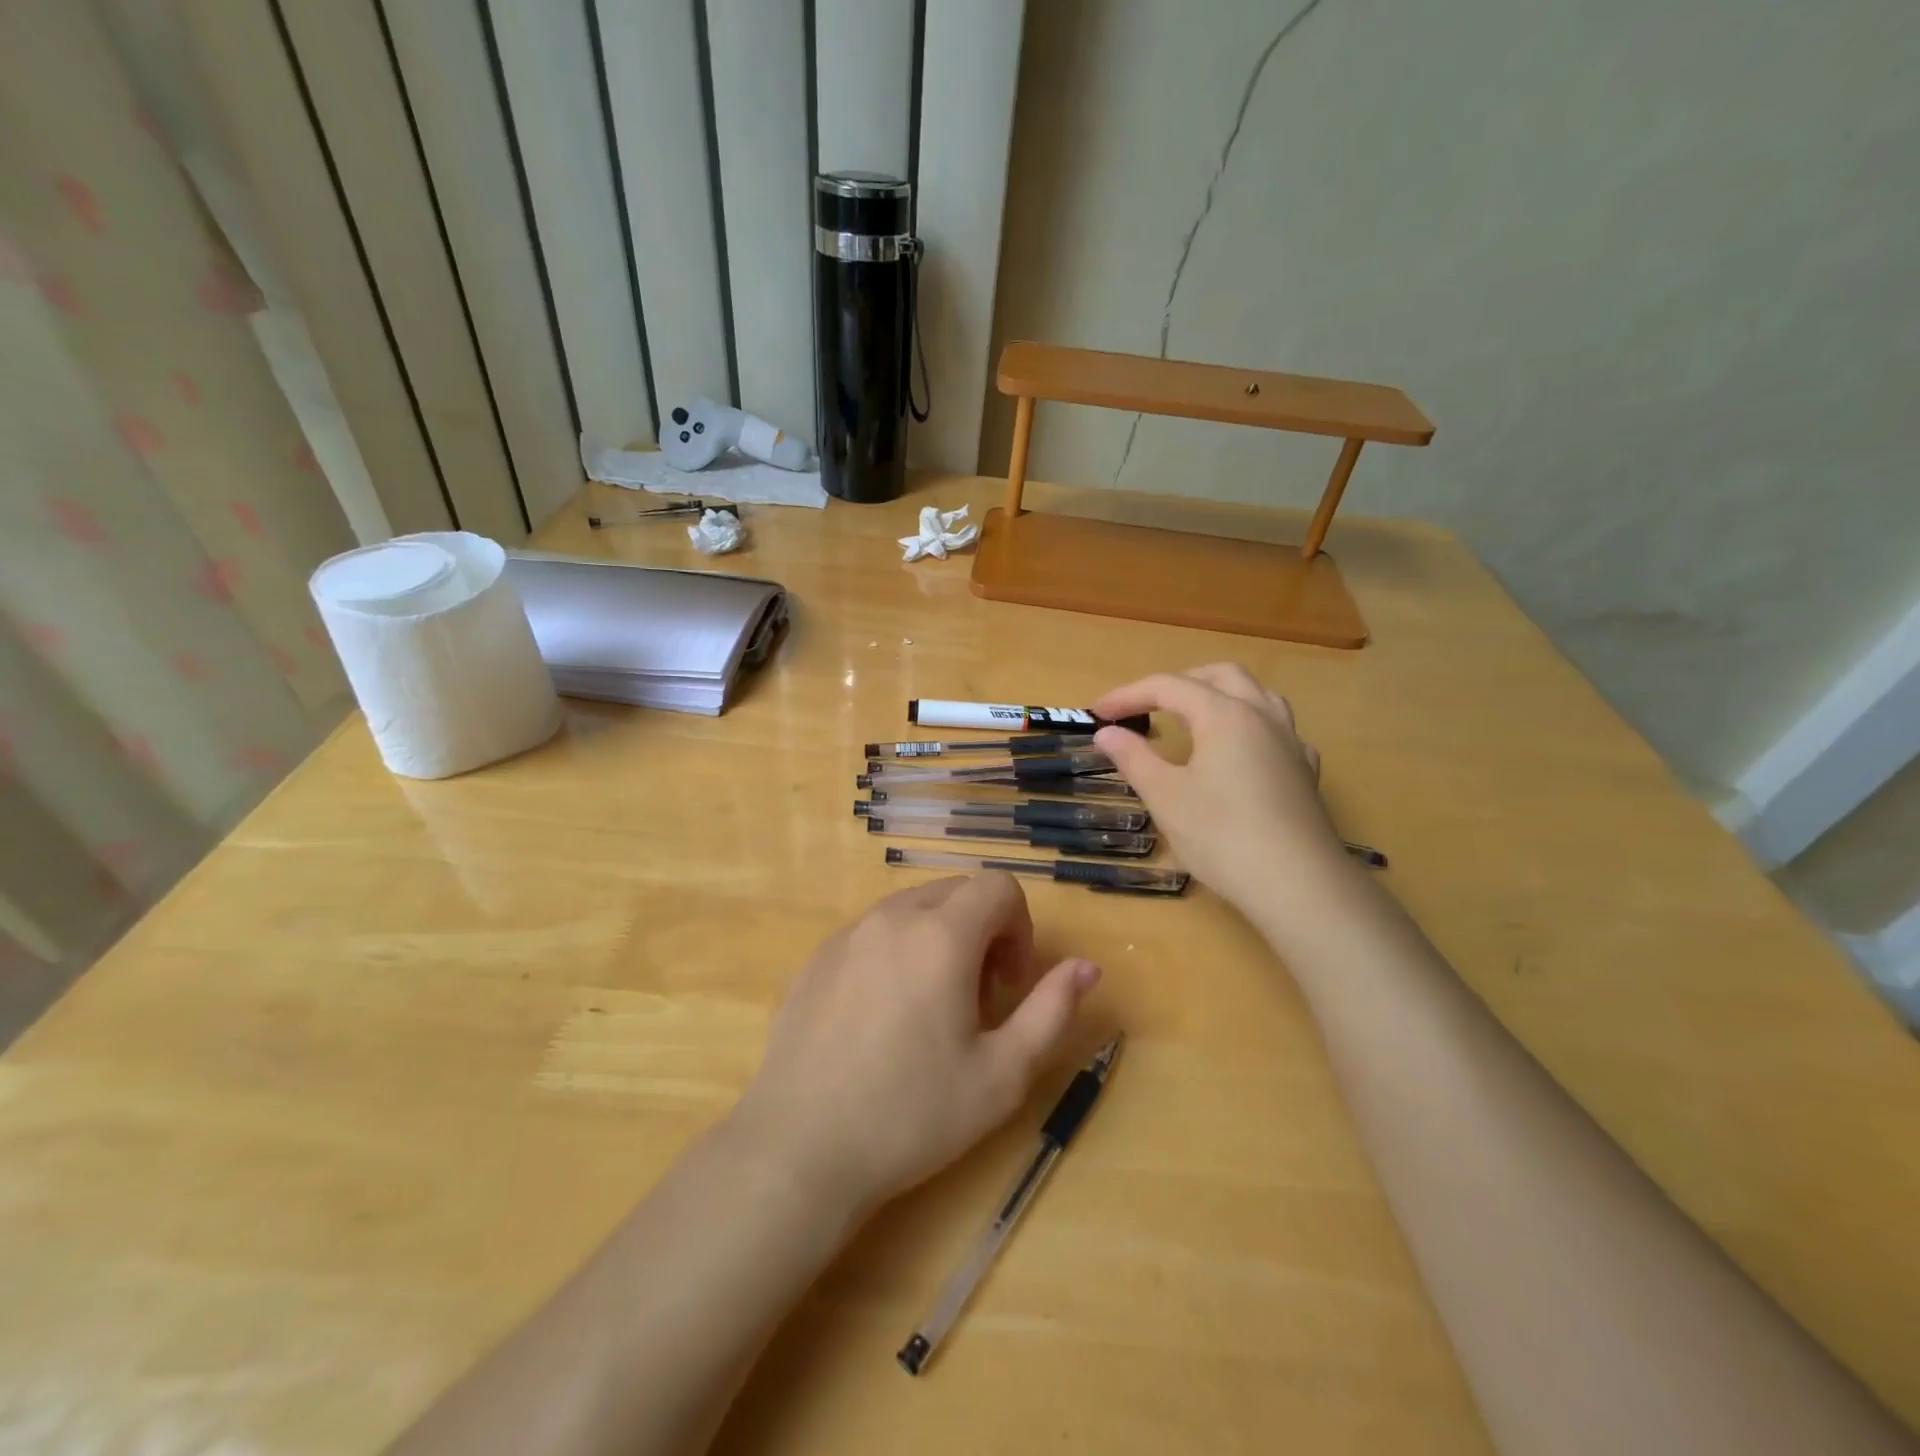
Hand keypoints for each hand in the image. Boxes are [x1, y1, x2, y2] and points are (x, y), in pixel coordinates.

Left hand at [731, 874, 1099, 1217]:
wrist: (799, 1149)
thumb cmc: (912, 1115)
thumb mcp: (1002, 1075)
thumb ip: (1052, 1010)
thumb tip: (1086, 966)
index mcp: (941, 936)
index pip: (998, 888)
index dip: (1019, 928)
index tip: (1009, 985)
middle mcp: (892, 917)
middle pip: (956, 893)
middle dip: (982, 932)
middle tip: (976, 1000)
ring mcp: (847, 934)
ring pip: (912, 910)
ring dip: (938, 940)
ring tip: (929, 1011)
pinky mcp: (816, 957)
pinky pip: (872, 932)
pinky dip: (896, 952)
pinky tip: (881, 1018)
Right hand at [1092, 663, 1347, 913]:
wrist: (1298, 886)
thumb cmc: (1222, 837)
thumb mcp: (1165, 797)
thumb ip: (1134, 758)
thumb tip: (1107, 732)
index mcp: (1224, 714)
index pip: (1168, 686)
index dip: (1128, 695)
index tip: (1096, 713)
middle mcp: (1262, 715)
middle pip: (1219, 676)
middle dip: (1178, 683)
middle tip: (1145, 707)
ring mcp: (1291, 742)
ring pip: (1257, 694)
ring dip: (1220, 694)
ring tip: (1194, 716)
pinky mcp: (1306, 771)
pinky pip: (1278, 729)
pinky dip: (1250, 726)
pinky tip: (1241, 752)